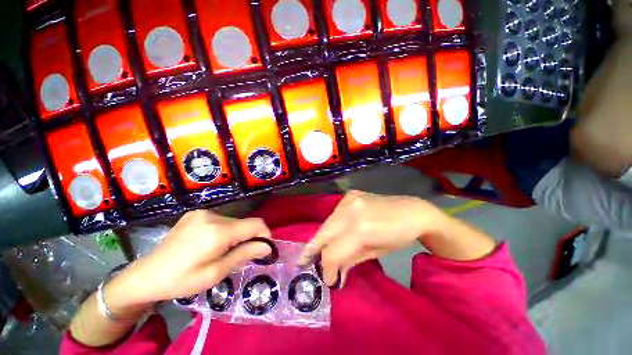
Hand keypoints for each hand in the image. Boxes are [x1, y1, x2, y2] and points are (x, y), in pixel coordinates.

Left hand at [106, 210, 272, 311]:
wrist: (146, 275)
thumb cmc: (182, 280)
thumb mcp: (216, 273)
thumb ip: (244, 254)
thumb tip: (268, 246)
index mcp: (218, 232)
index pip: (256, 224)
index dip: (265, 234)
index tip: (263, 249)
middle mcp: (212, 216)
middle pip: (245, 223)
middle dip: (248, 237)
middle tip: (240, 255)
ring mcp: (203, 213)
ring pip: (234, 221)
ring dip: (236, 234)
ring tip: (222, 251)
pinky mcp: (196, 213)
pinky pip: (221, 220)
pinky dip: (225, 230)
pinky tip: (211, 243)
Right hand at [298, 191, 447, 287]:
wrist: (411, 211)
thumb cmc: (398, 237)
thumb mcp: (375, 253)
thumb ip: (349, 261)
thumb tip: (333, 273)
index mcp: (360, 229)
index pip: (332, 251)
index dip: (326, 268)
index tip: (327, 279)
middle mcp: (350, 211)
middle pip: (323, 234)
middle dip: (313, 251)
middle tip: (304, 262)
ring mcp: (349, 199)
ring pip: (326, 223)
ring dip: (322, 238)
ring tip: (317, 250)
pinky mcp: (350, 194)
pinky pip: (334, 213)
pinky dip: (332, 225)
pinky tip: (335, 231)